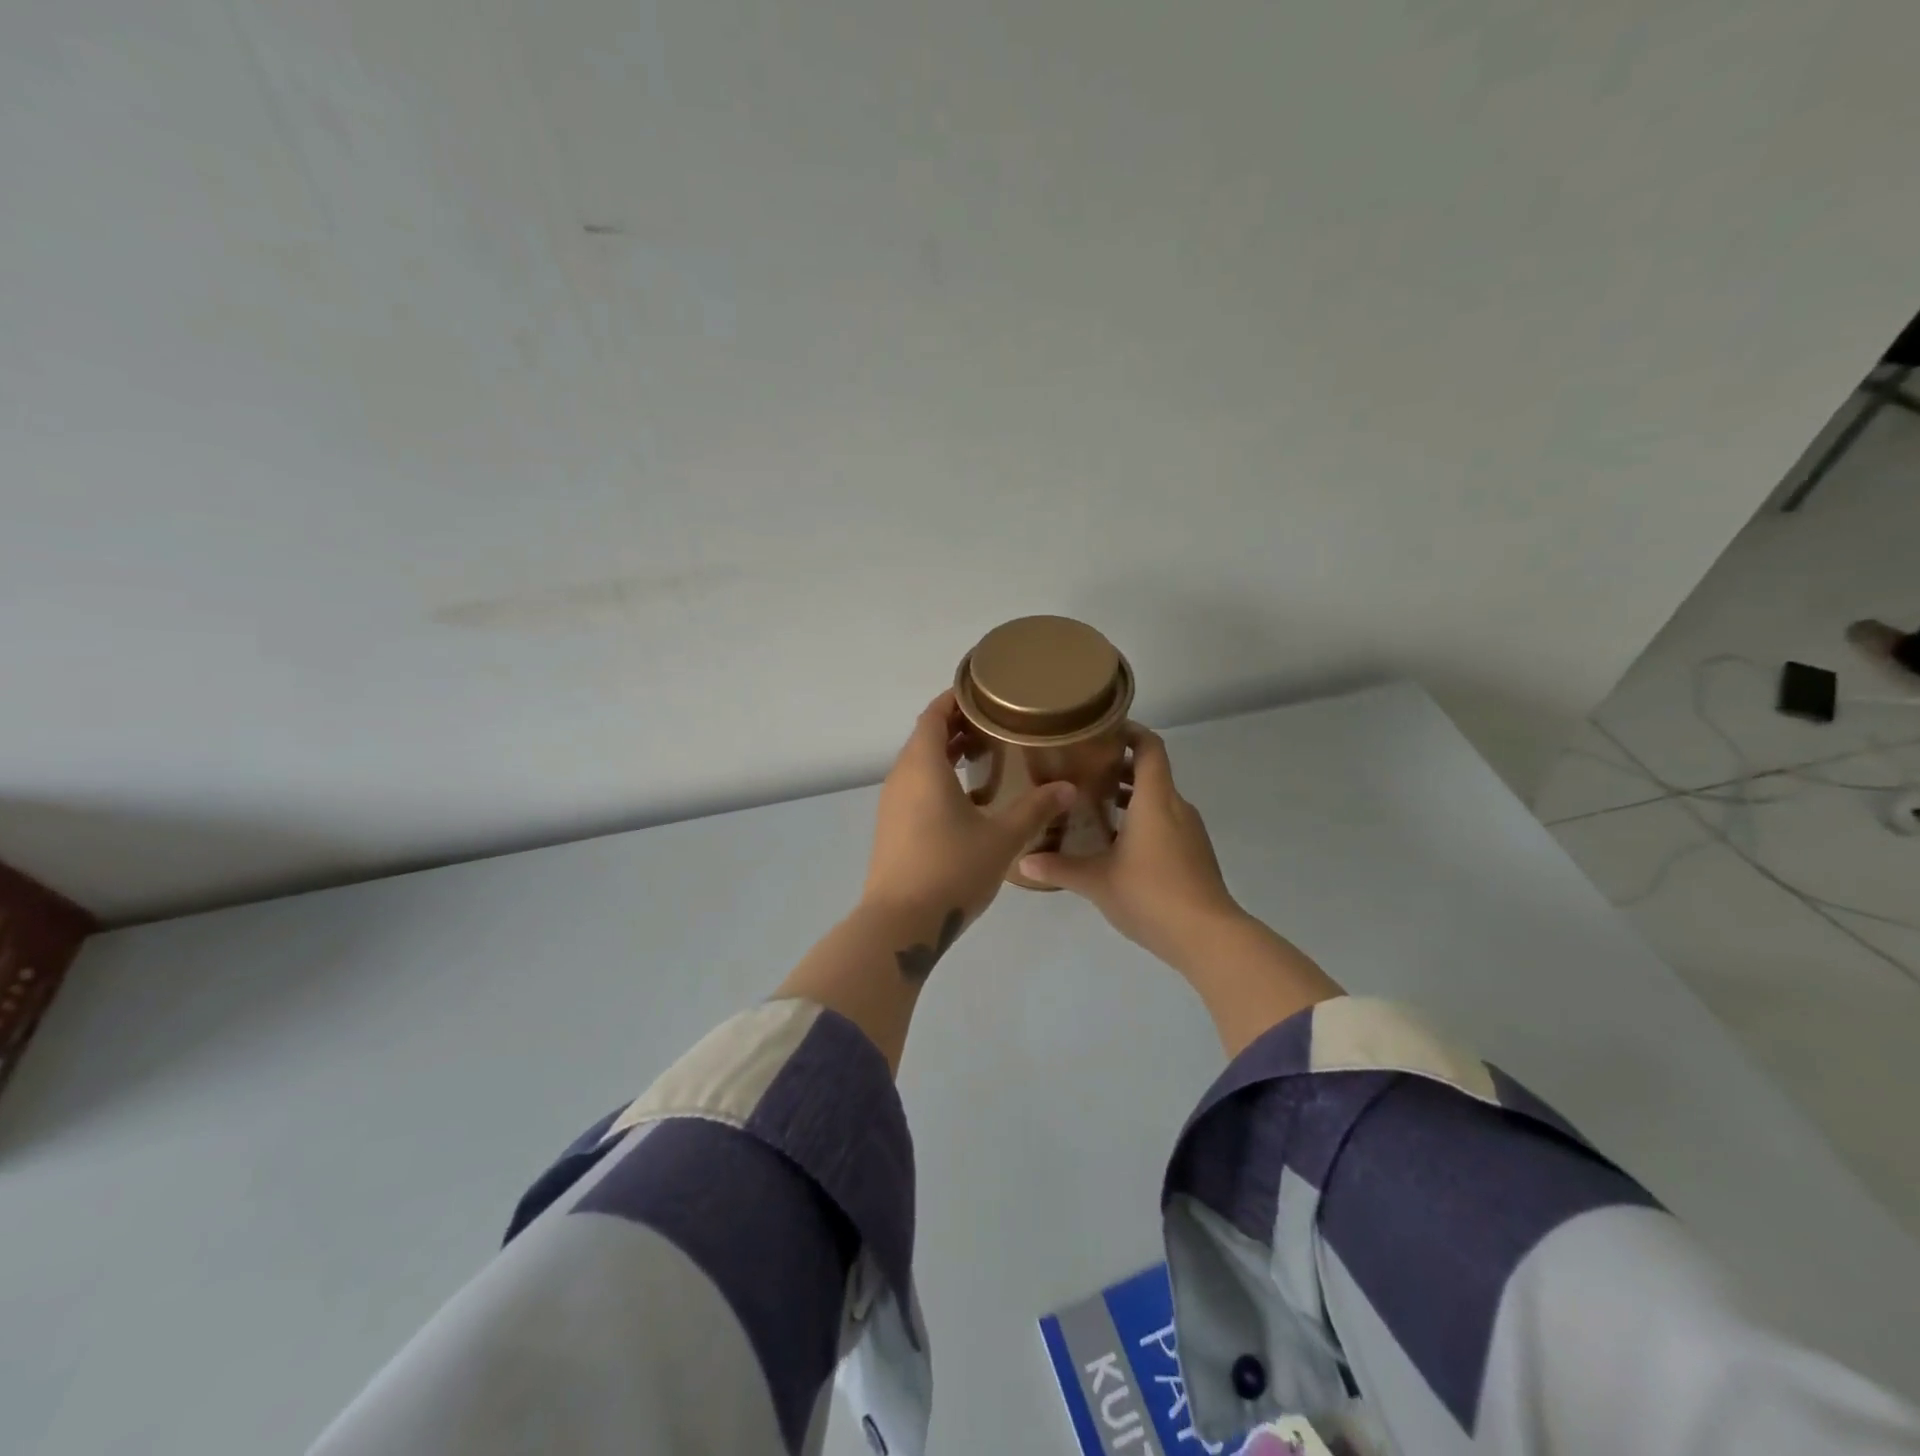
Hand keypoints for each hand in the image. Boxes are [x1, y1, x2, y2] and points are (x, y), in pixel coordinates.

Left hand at [864, 691, 1076, 934]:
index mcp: (923, 767)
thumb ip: (1035, 809)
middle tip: (996, 725)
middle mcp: (901, 778)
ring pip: (918, 764)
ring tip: (986, 757)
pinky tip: (967, 800)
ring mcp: (891, 804)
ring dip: (946, 754)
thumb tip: (1067, 787)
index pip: (934, 715)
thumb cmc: (951, 869)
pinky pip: (914, 788)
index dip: (956, 699)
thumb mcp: (1001, 838)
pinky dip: (938, 779)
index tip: (985, 693)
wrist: (899, 923)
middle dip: (957, 726)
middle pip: (925, 737)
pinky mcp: (891, 828)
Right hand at [1018, 725, 1246, 973]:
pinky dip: (1143, 820)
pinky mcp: (1194, 853)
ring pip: (1158, 799)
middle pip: (1151, 772)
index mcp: (1156, 799)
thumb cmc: (1151, 895)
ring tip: (1093, 806)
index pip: (1149, 747)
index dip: (1129, 732)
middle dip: (1119, 767)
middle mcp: (1176, 806)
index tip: (1100, 731)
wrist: (1208, 937)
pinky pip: (1166, 822)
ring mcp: (1189, 831)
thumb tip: (1022, 863)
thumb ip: (1059, 868)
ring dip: (1130, 796)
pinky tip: (1117, 844)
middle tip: (1082, 771)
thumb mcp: (1097, 881)